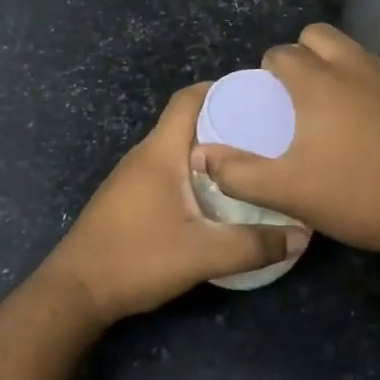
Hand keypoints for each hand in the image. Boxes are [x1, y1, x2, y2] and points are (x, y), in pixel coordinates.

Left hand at [42, 83, 308, 324]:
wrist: (77, 290)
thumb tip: (302, 235)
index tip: (258, 96)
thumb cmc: (137, 259)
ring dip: (209, 149)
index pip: (188, 99)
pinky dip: (193, 170)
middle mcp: (144, 155)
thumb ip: (254, 245)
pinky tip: (215, 195)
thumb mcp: (202, 254)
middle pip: (186, 121)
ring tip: (247, 162)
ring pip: (176, 148)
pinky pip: (167, 168)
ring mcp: (132, 176)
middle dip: (224, 121)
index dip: (221, 89)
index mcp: (160, 152)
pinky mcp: (129, 197)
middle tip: (265, 134)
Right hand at [191, 23, 379, 264]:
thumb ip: (238, 173)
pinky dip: (365, 83)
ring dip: (335, 65)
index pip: (282, 53)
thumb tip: (201, 156)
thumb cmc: (358, 195)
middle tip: (297, 93)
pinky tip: (369, 122)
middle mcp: (355, 66)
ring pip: (353, 50)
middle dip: (301, 53)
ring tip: (331, 107)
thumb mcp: (289, 192)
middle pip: (318, 34)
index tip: (268, 98)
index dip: (268, 70)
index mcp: (319, 82)